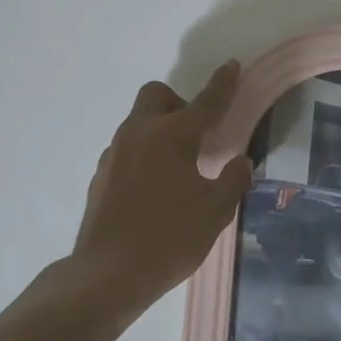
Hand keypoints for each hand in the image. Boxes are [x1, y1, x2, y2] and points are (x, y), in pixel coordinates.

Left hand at [70, 61, 253, 315]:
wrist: (107, 274)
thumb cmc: (168, 239)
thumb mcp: (214, 212)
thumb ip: (232, 181)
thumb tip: (240, 161)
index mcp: (172, 136)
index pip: (205, 102)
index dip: (223, 83)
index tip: (232, 65)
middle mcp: (140, 134)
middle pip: (156, 95)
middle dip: (178, 102)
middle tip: (195, 136)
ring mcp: (114, 153)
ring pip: (138, 121)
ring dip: (159, 130)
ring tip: (176, 168)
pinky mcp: (100, 175)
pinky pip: (126, 148)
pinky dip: (143, 154)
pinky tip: (153, 188)